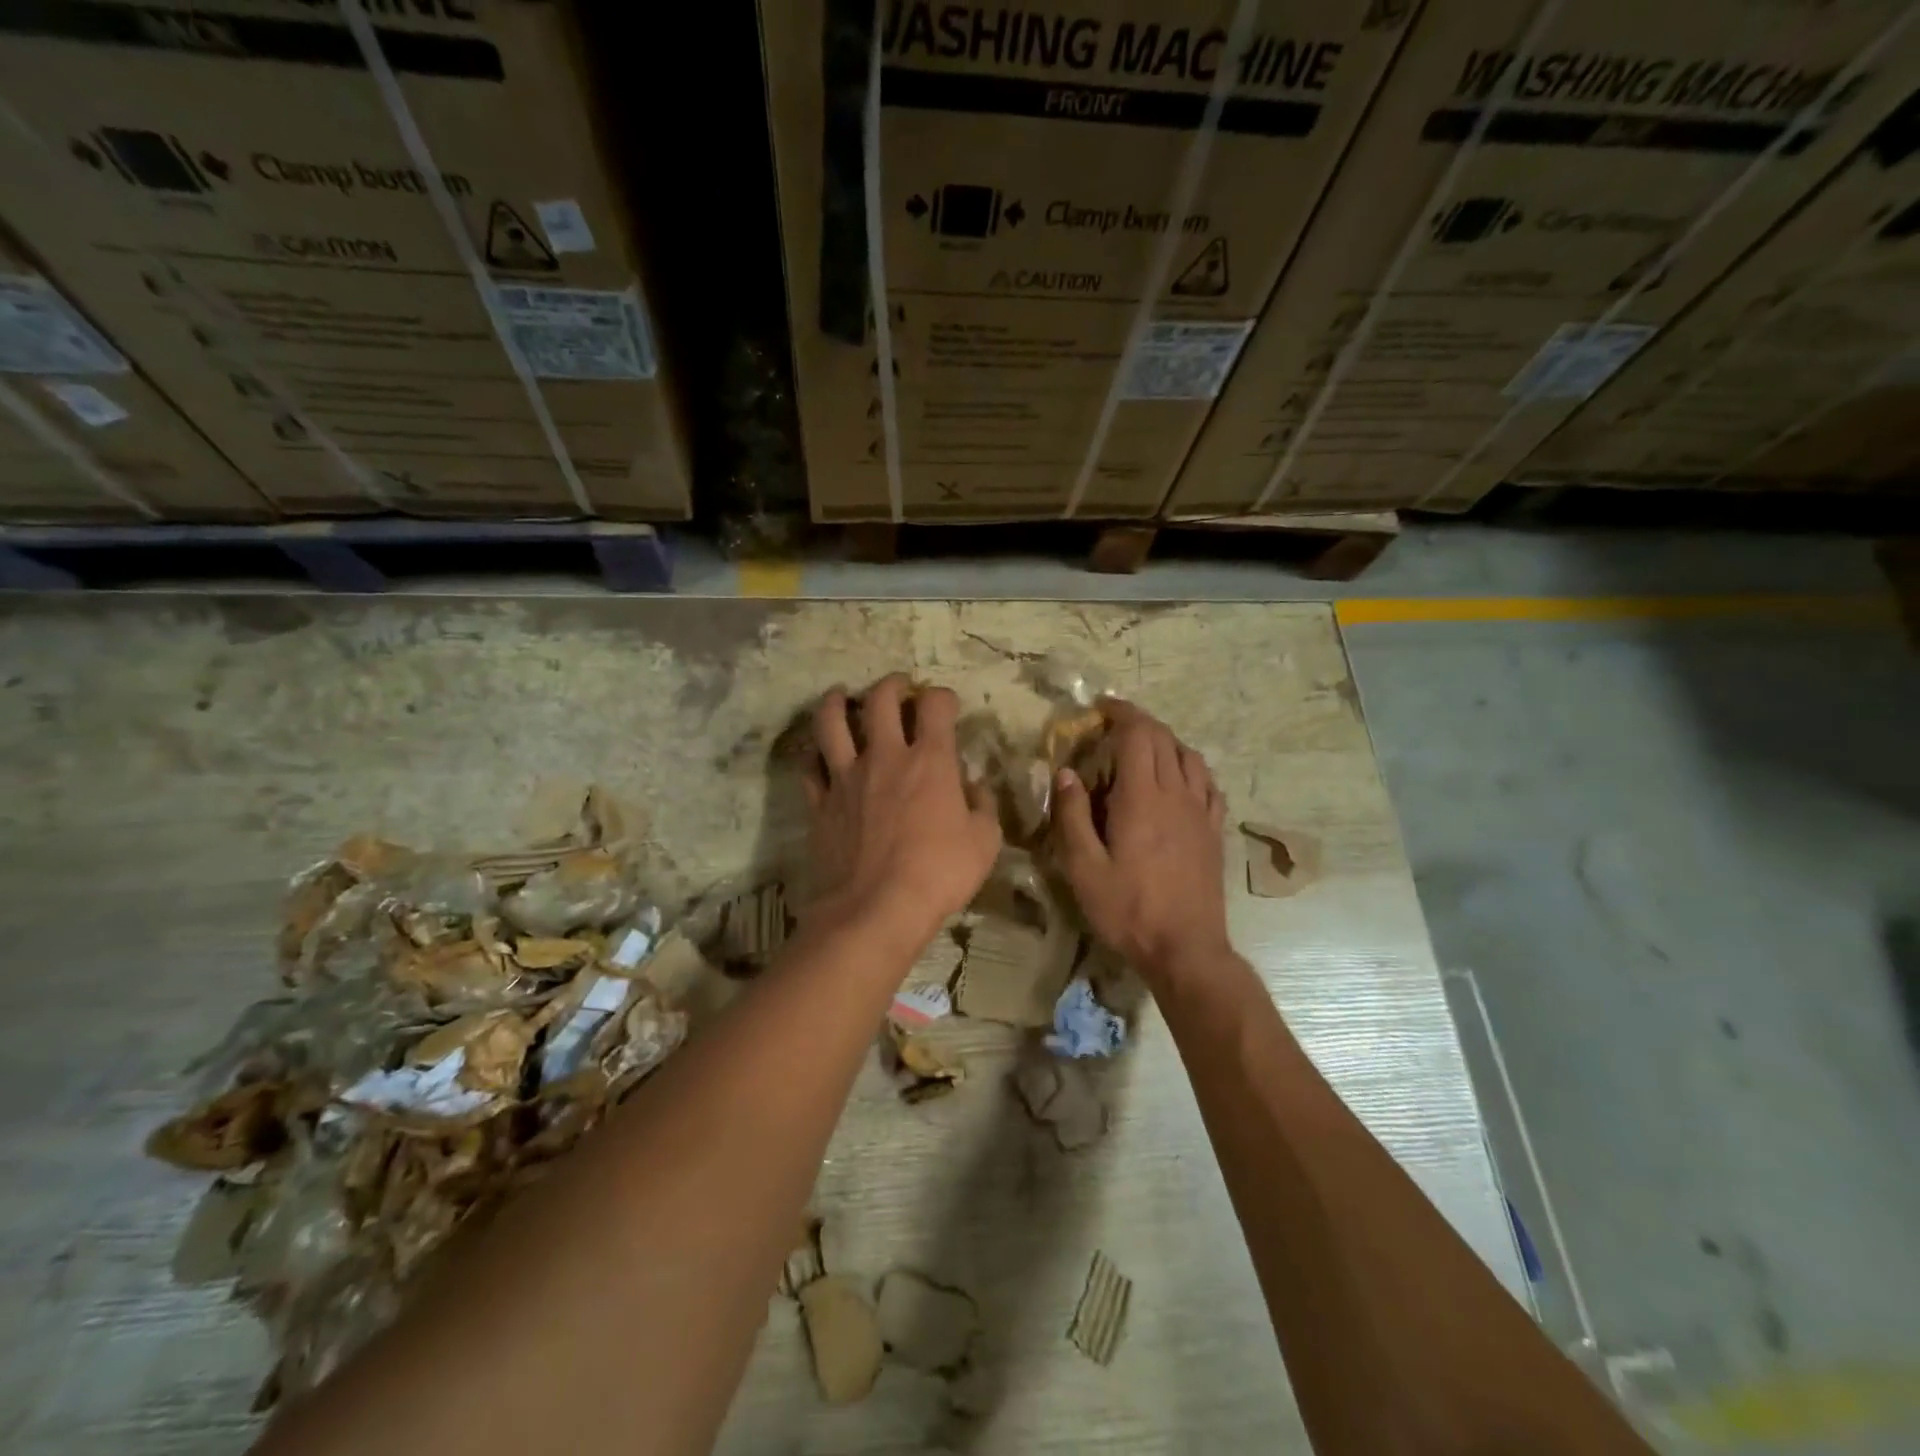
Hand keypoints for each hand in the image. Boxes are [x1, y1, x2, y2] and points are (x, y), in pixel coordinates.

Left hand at [802, 674, 1002, 947]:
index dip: (943, 696)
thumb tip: (972, 786)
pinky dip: (815, 755)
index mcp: (930, 760)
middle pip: (880, 699)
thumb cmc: (939, 874)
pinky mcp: (820, 803)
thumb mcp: (985, 842)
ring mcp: (845, 777)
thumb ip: (983, 805)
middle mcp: (884, 757)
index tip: (946, 705)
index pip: (935, 705)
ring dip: (837, 701)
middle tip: (899, 688)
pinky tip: (820, 755)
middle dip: (892, 685)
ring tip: (842, 696)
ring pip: (831, 721)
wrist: (875, 909)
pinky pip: (810, 767)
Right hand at [1052, 700, 1229, 981]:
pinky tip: (1181, 780)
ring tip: (1144, 749)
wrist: (1186, 949)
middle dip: (1138, 723)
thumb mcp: (1084, 868)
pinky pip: (1209, 784)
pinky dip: (1191, 769)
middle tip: (1113, 726)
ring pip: (1190, 757)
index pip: (1137, 734)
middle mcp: (1176, 794)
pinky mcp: (1214, 832)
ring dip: (1166, 742)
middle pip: (1163, 739)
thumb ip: (1072, 816)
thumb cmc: (1128, 909)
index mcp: (1141, 798)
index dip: (1120, 713)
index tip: (1100, 707)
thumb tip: (1065, 773)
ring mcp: (1201, 812)